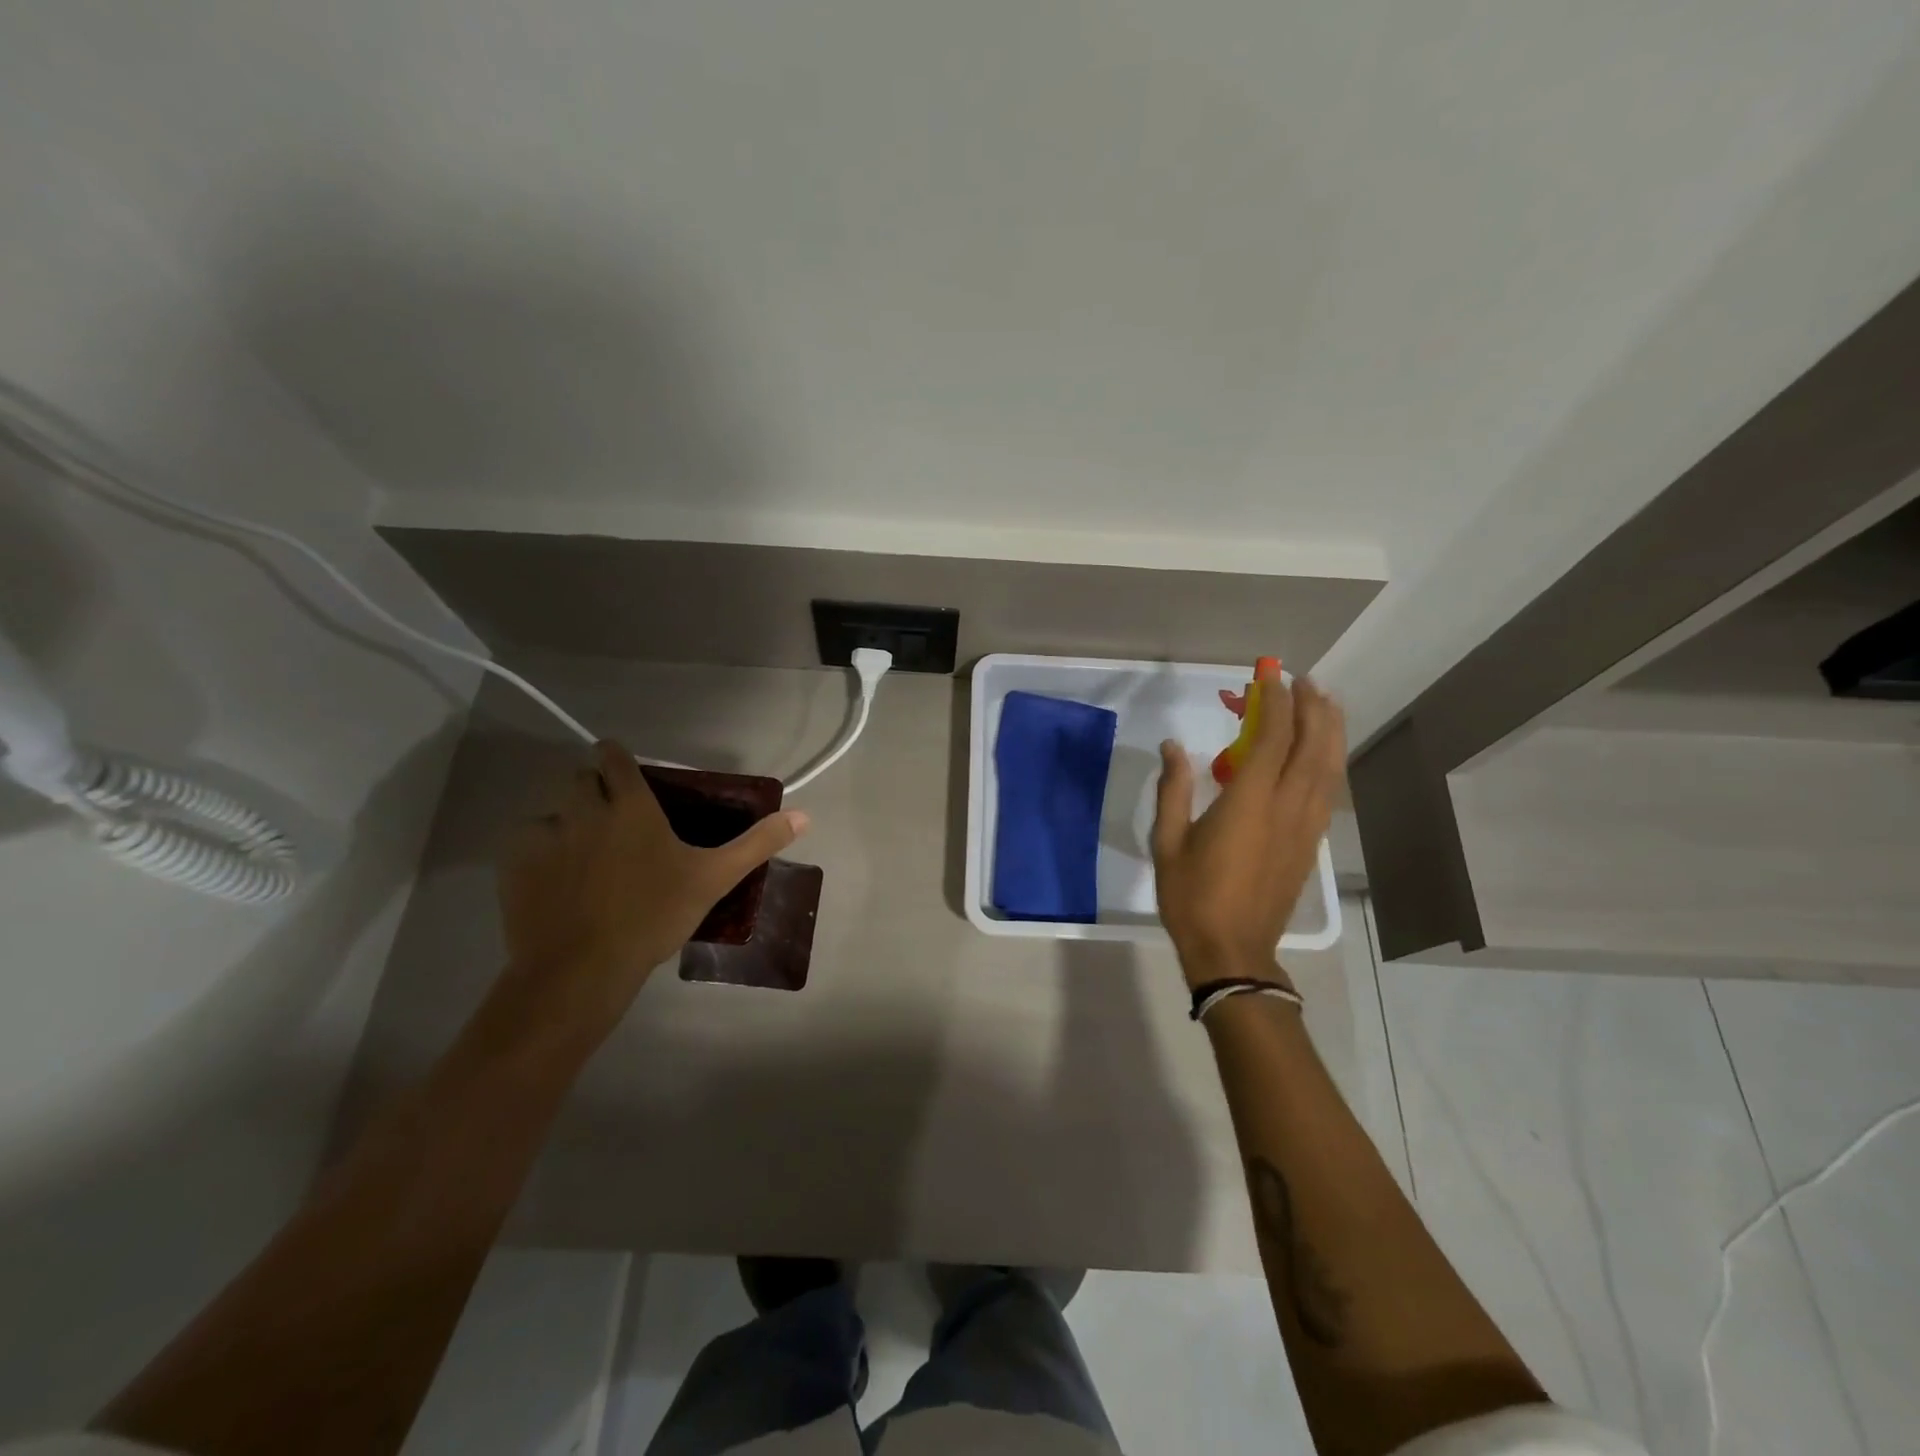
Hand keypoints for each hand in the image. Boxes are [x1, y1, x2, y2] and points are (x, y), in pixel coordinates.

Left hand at [497, 741, 808, 1036]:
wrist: (581, 969)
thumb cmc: (653, 915)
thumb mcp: (714, 879)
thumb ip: (757, 843)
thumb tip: (803, 816)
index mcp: (629, 804)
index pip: (613, 756)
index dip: (617, 759)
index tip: (626, 773)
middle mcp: (582, 809)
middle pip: (579, 778)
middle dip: (594, 789)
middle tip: (615, 821)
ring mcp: (544, 836)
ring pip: (552, 811)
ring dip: (567, 821)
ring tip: (585, 854)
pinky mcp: (514, 865)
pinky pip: (525, 842)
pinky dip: (539, 852)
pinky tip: (556, 880)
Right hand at [1151, 664, 1344, 989]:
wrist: (1233, 951)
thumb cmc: (1192, 896)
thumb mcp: (1168, 842)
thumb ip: (1173, 789)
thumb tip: (1174, 746)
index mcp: (1250, 803)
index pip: (1272, 738)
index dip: (1274, 702)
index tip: (1269, 675)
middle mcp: (1287, 807)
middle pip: (1311, 746)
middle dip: (1310, 708)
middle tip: (1303, 680)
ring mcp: (1305, 826)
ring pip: (1329, 767)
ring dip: (1329, 730)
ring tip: (1325, 703)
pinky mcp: (1310, 843)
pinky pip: (1328, 791)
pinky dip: (1329, 762)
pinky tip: (1323, 753)